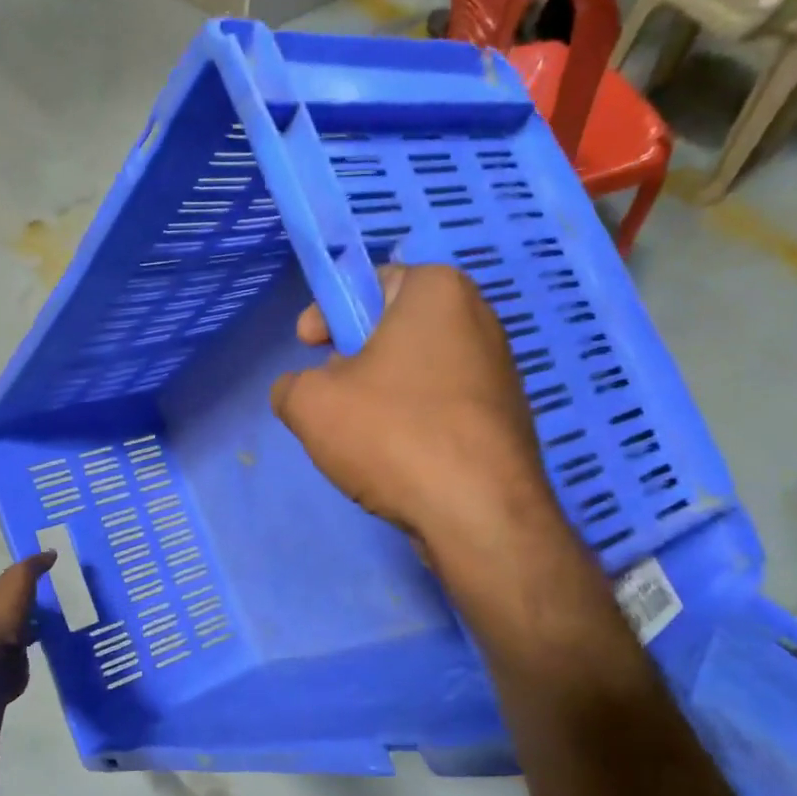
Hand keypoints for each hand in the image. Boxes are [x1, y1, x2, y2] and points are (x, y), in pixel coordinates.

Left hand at [0, 551, 54, 704]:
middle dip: (29, 605)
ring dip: (34, 626)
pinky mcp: (7, 663)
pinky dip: (36, 644)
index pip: (3, 585)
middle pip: (11, 606)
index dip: (22, 582)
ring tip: (58, 622)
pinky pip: (25, 649)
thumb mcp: (19, 579)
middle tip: (55, 602)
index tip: (44, 581)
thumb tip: (51, 553)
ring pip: (19, 629)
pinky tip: (52, 641)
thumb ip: (33, 565)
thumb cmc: (3, 615)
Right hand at [269, 265, 553, 553]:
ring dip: (381, 394)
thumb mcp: (310, 404)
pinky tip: (398, 459)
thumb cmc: (392, 434)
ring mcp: (499, 370)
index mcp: (437, 291)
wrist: (478, 513)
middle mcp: (479, 318)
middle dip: (354, 358)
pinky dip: (414, 422)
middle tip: (330, 396)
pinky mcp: (506, 417)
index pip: (369, 282)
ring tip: (361, 437)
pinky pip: (442, 405)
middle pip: (394, 328)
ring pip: (417, 370)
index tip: (308, 348)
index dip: (328, 313)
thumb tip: (299, 391)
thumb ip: (290, 386)